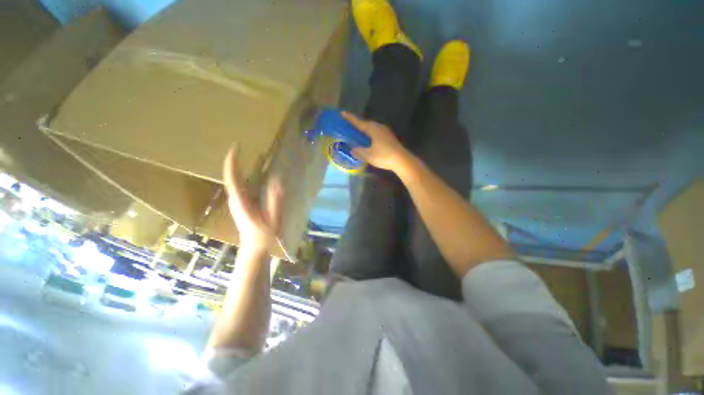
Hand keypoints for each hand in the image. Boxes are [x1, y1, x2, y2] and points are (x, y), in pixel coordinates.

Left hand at [223, 145, 283, 253]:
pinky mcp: (242, 203)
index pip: (233, 177)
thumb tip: (277, 182)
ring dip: (243, 166)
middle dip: (238, 160)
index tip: (236, 147)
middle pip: (233, 176)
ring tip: (255, 156)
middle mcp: (235, 199)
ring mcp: (237, 201)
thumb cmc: (263, 236)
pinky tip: (258, 171)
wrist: (254, 248)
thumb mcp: (272, 219)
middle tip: (246, 147)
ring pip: (237, 180)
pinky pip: (242, 184)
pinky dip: (247, 175)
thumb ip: (275, 201)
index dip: (232, 161)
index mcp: (241, 202)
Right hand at [341, 111, 409, 171]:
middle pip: (366, 123)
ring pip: (372, 127)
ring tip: (359, 132)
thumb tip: (352, 150)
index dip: (350, 119)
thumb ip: (359, 151)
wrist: (402, 160)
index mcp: (373, 129)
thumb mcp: (368, 155)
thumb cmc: (384, 156)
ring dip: (365, 128)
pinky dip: (370, 133)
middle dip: (357, 123)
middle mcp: (379, 127)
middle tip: (349, 125)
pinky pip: (376, 131)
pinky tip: (369, 139)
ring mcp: (385, 131)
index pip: (359, 123)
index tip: (342, 113)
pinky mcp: (389, 137)